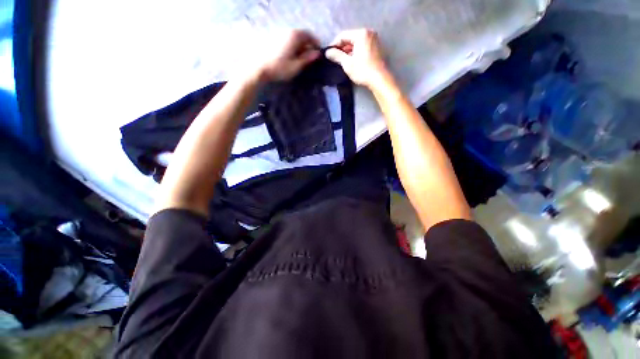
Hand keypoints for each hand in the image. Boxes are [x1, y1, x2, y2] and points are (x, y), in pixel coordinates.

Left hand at [254, 30, 320, 81]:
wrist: (259, 68)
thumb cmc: (280, 68)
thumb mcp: (296, 66)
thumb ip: (307, 59)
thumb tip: (317, 54)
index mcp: (295, 36)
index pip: (309, 35)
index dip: (316, 43)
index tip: (318, 52)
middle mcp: (287, 31)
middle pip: (301, 35)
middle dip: (307, 44)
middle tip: (310, 56)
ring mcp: (279, 33)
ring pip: (294, 37)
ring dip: (299, 45)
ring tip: (300, 57)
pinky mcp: (273, 38)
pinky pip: (287, 39)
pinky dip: (292, 45)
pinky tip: (290, 55)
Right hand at [325, 29, 389, 88]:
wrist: (379, 79)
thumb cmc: (362, 70)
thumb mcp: (347, 63)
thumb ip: (337, 56)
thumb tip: (327, 52)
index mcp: (361, 34)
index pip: (343, 35)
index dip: (334, 44)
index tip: (329, 53)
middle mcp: (369, 33)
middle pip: (351, 38)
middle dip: (342, 48)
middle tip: (335, 58)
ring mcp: (374, 39)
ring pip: (357, 42)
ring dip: (349, 50)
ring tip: (343, 61)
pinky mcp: (377, 47)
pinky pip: (363, 46)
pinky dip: (356, 52)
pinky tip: (352, 61)